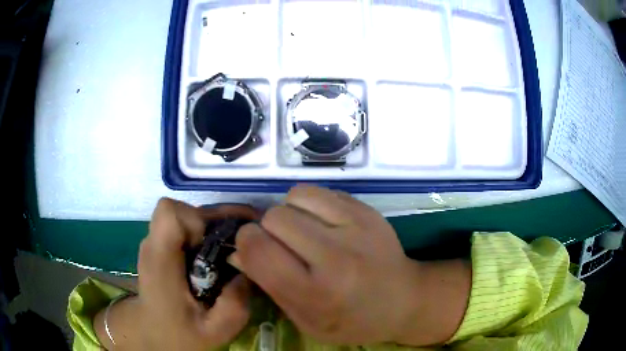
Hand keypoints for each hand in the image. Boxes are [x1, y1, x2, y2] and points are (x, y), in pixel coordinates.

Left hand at [95, 198, 258, 349]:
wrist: (152, 334)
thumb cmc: (179, 335)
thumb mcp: (215, 330)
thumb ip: (235, 305)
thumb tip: (249, 270)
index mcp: (160, 261)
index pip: (169, 213)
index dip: (196, 219)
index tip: (214, 244)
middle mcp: (153, 244)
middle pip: (181, 209)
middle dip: (212, 220)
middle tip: (239, 238)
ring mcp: (154, 244)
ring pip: (183, 215)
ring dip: (210, 225)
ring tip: (232, 245)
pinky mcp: (160, 247)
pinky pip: (182, 226)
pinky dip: (203, 232)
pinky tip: (216, 253)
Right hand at [231, 186, 470, 346]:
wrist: (403, 300)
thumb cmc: (351, 320)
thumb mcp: (305, 320)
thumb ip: (268, 286)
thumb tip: (237, 251)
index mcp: (315, 292)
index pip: (257, 249)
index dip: (246, 243)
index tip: (254, 249)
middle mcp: (335, 256)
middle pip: (274, 217)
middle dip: (267, 229)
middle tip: (282, 245)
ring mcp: (356, 227)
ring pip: (295, 196)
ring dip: (289, 212)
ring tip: (303, 232)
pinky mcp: (367, 210)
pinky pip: (320, 191)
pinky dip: (311, 204)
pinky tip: (323, 223)